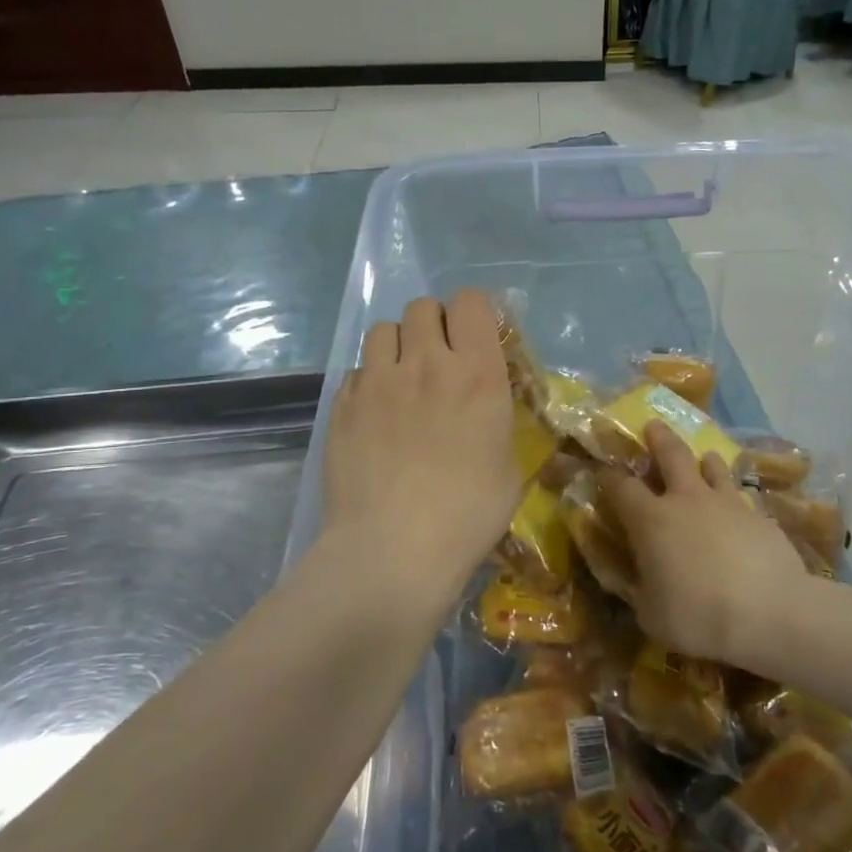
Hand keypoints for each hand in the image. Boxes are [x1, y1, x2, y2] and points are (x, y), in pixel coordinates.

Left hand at [323, 290, 517, 612]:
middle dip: (434, 324)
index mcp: (477, 374)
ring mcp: (377, 382)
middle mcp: (425, 364)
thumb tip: (484, 410)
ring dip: (398, 345)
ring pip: (383, 329)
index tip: (476, 339)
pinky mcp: (342, 404)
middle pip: (423, 306)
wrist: (393, 550)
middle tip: (439, 360)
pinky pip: (357, 370)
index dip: (473, 314)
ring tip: (403, 380)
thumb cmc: (467, 515)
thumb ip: (496, 422)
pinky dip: (370, 381)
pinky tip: (376, 414)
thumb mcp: (509, 467)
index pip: (470, 301)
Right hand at [602, 422, 806, 665]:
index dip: (609, 476)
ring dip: (704, 460)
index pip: (621, 487)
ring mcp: (726, 503)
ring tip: (704, 458)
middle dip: (658, 438)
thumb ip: (639, 591)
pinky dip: (734, 496)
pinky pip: (741, 496)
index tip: (603, 470)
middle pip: (670, 455)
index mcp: (651, 520)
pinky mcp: (759, 516)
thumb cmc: (697, 616)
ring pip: (712, 466)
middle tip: (653, 425)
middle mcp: (686, 500)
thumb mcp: (651, 615)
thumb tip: (635, 582)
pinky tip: (739, 508)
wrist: (769, 613)